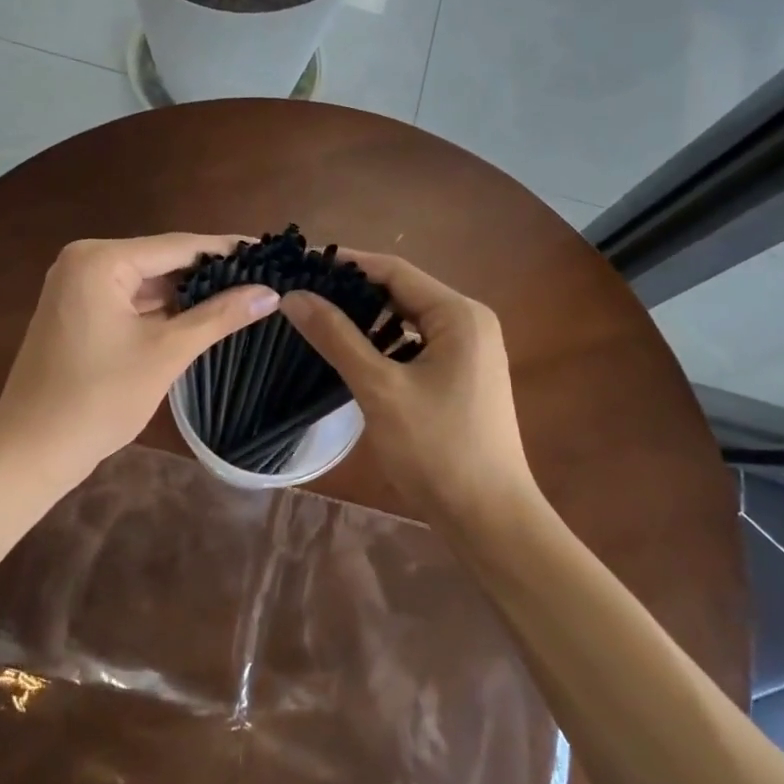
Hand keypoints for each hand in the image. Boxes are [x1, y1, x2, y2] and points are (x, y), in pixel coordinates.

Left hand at [0, 234, 278, 480]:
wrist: (29, 452)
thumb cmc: (98, 399)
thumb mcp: (166, 353)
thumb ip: (219, 316)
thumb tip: (271, 292)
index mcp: (100, 260)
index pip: (178, 246)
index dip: (228, 250)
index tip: (270, 252)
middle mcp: (84, 260)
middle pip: (162, 259)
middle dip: (210, 271)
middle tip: (263, 276)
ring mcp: (76, 285)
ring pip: (147, 280)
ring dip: (188, 291)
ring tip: (244, 292)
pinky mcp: (77, 310)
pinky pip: (130, 298)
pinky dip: (162, 307)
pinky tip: (201, 313)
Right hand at [280, 251, 533, 526]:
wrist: (489, 520)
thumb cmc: (437, 450)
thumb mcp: (380, 388)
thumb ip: (336, 337)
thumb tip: (293, 296)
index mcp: (459, 314)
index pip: (395, 270)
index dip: (347, 263)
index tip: (303, 263)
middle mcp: (470, 322)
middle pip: (403, 292)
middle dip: (354, 291)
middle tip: (303, 292)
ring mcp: (470, 350)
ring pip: (409, 320)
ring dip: (368, 318)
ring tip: (318, 317)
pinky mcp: (463, 375)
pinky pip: (417, 344)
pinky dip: (385, 343)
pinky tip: (352, 352)